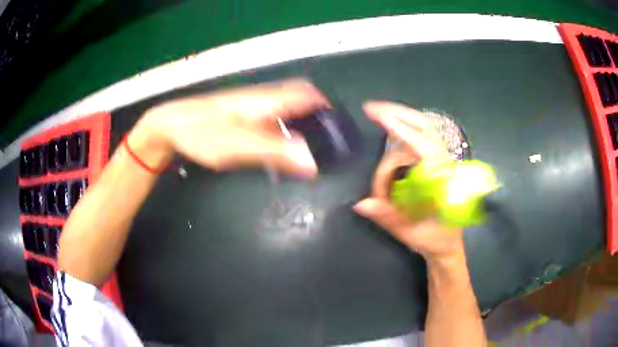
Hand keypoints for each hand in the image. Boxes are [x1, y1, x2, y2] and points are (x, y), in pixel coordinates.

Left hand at [130, 79, 329, 176]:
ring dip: (300, 125)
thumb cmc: (202, 133)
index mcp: (266, 101)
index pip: (306, 93)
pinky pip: (271, 119)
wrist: (171, 125)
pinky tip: (280, 148)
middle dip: (315, 118)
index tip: (337, 128)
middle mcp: (262, 98)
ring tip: (310, 150)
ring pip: (284, 110)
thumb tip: (312, 163)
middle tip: (325, 144)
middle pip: (298, 100)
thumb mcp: (238, 146)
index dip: (325, 106)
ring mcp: (250, 106)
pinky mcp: (240, 115)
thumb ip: (276, 152)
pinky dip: (283, 131)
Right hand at [353, 101, 463, 260]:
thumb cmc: (435, 240)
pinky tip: (391, 133)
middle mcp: (444, 164)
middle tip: (371, 108)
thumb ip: (388, 217)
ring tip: (377, 122)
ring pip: (421, 129)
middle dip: (397, 113)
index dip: (399, 128)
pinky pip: (420, 137)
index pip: (421, 145)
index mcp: (443, 180)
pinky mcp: (437, 162)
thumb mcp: (411, 234)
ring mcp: (442, 160)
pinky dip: (403, 130)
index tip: (377, 114)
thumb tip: (360, 204)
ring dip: (397, 125)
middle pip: (424, 126)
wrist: (451, 243)